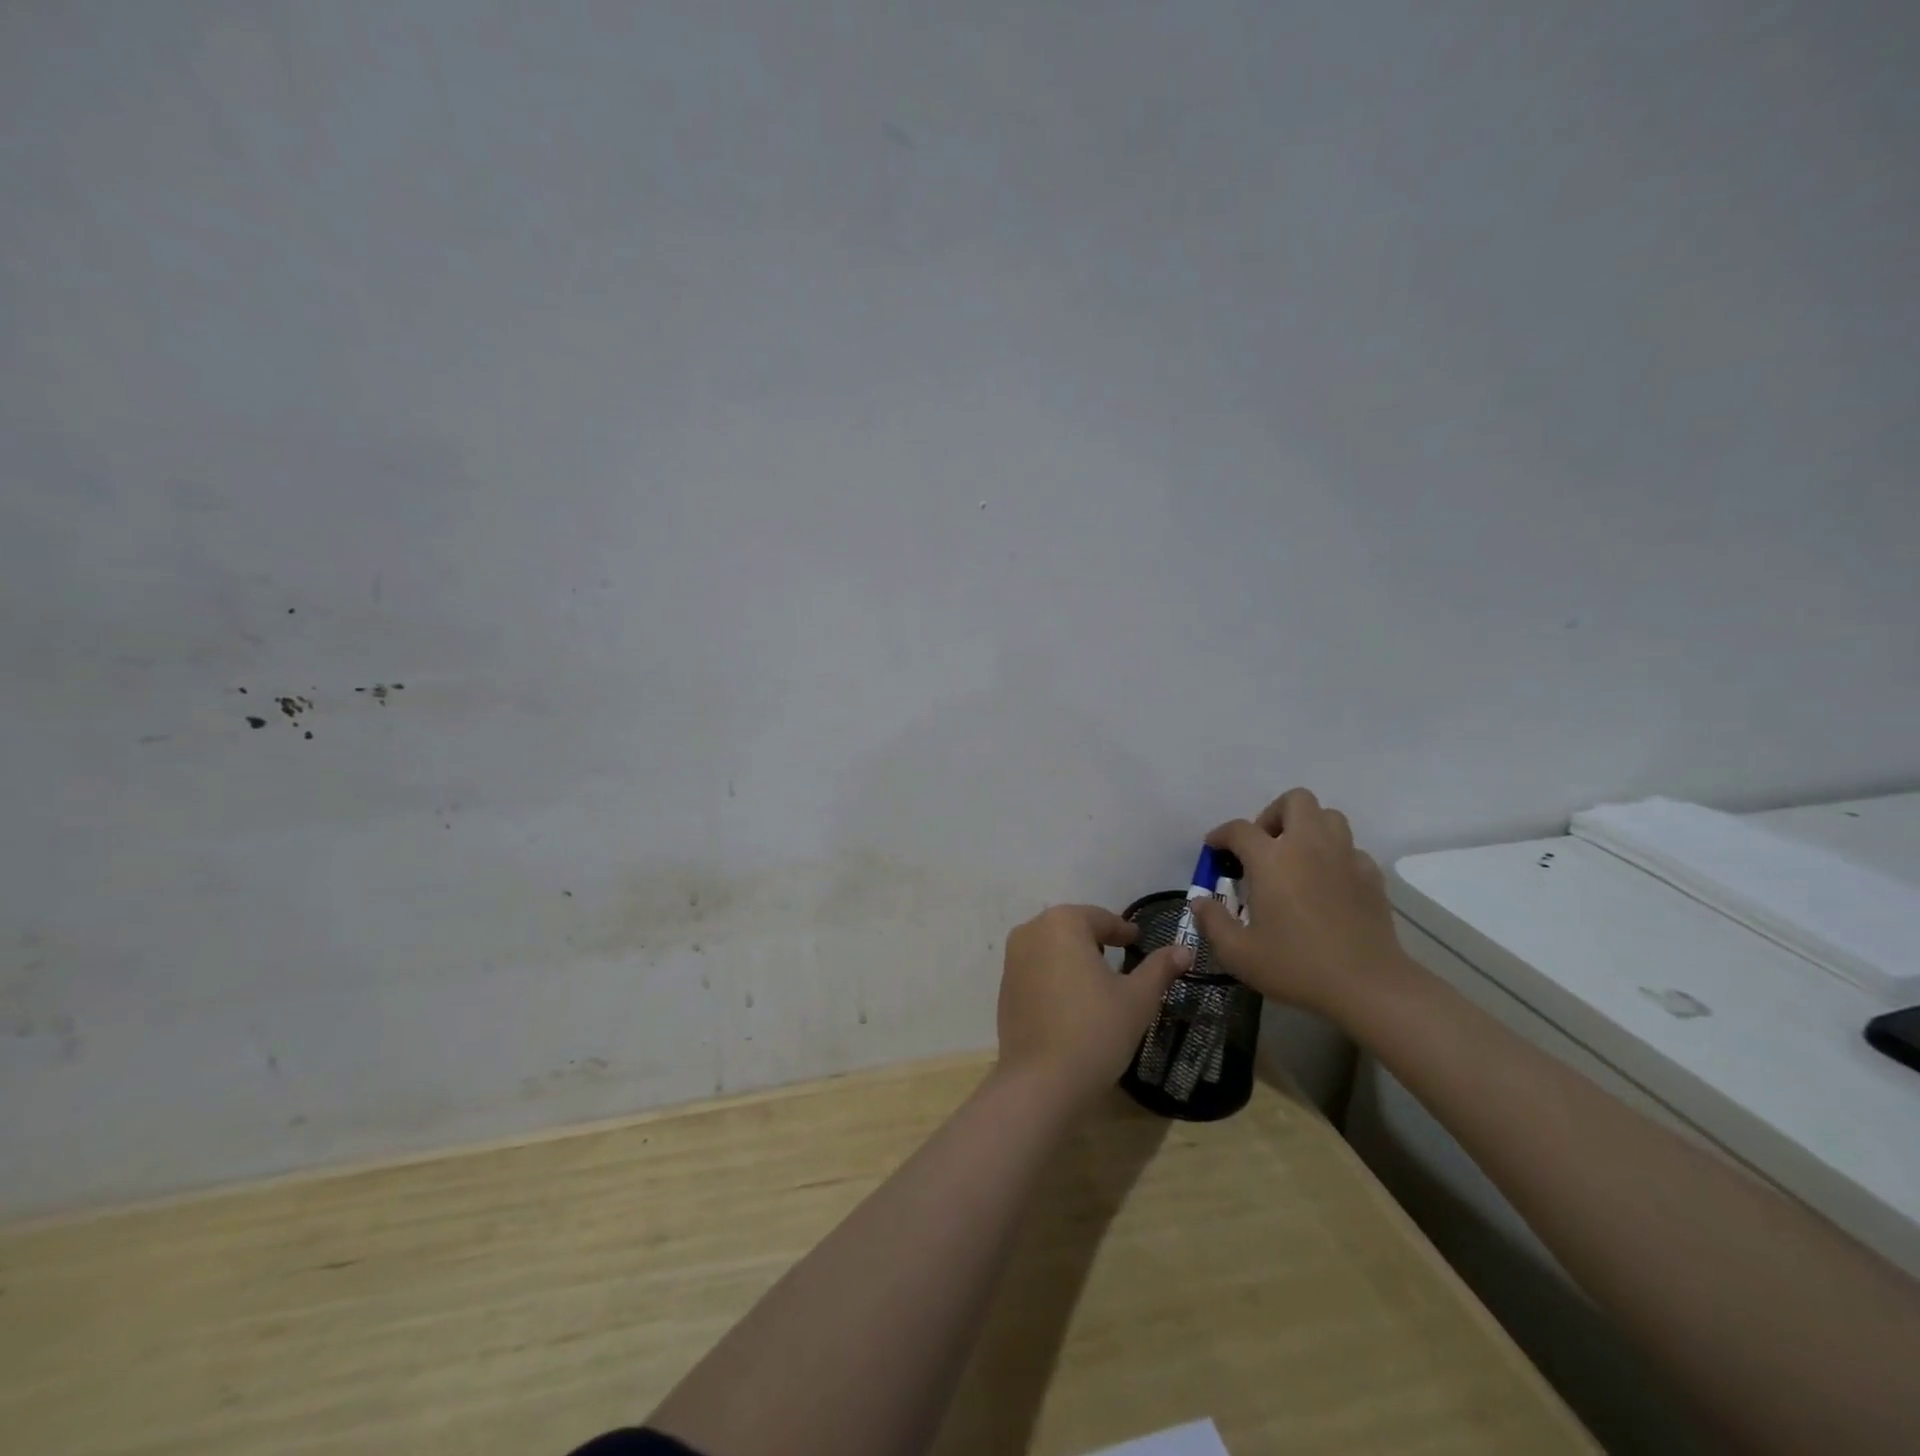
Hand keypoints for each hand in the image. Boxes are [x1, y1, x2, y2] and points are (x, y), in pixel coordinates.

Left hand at [996, 904, 1191, 1105]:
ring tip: (1098, 980)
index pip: (1101, 918)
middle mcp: (1031, 931)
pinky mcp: (1004, 987)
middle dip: (1096, 940)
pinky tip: (1072, 1001)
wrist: (1041, 1082)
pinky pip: (1036, 969)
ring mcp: (1012, 959)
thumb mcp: (1138, 999)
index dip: (1123, 931)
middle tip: (1121, 958)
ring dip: (1074, 957)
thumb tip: (1184, 949)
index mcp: (1062, 923)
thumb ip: (1160, 968)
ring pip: (1052, 947)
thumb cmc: (1096, 1031)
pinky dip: (1055, 976)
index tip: (1138, 942)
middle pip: (1072, 928)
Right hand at [1190, 788, 1407, 1023]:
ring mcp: (1345, 857)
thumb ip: (1212, 922)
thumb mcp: (1238, 952)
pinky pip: (1350, 848)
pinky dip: (1334, 856)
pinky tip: (1326, 883)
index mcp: (1272, 859)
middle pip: (1294, 801)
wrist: (1368, 986)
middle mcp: (1308, 846)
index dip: (1222, 835)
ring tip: (1295, 858)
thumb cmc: (1296, 965)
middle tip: (1263, 846)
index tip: (1214, 849)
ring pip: (1329, 817)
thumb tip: (1199, 901)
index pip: (1239, 829)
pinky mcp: (1371, 876)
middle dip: (1273, 814)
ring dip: (1308, 828)